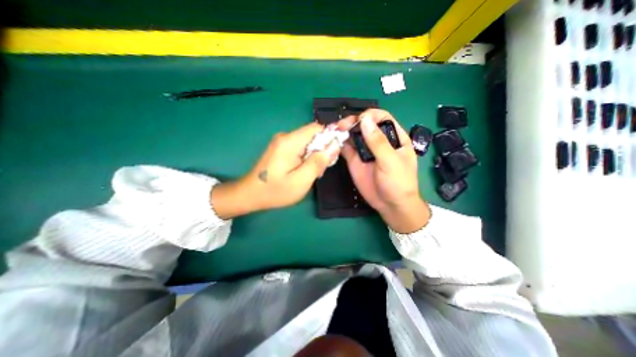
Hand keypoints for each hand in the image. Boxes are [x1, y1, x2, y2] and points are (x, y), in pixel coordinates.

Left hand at [210, 122, 339, 217]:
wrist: (250, 194)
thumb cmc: (276, 191)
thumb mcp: (301, 180)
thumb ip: (318, 162)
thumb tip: (334, 145)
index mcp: (290, 141)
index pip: (316, 128)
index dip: (329, 137)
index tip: (333, 154)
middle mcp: (285, 137)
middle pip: (312, 135)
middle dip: (322, 150)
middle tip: (321, 169)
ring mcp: (282, 142)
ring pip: (307, 142)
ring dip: (314, 155)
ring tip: (312, 173)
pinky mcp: (280, 149)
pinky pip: (300, 148)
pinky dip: (306, 157)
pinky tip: (303, 171)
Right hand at [335, 111, 429, 232]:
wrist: (390, 205)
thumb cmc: (398, 183)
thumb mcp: (391, 161)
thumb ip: (378, 142)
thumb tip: (365, 119)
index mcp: (393, 137)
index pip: (382, 118)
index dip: (370, 115)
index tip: (360, 120)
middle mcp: (377, 141)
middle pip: (364, 124)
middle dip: (353, 122)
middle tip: (342, 126)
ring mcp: (365, 151)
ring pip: (353, 135)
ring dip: (344, 131)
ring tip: (335, 131)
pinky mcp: (355, 160)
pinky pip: (346, 148)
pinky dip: (339, 144)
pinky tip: (333, 142)